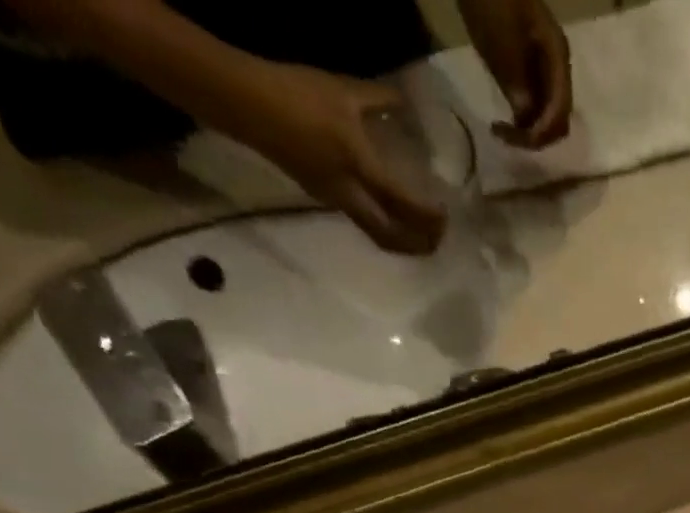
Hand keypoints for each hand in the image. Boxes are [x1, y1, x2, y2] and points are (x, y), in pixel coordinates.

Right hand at [235, 63, 446, 252]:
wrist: (243, 101)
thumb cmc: (295, 92)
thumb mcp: (341, 90)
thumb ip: (377, 99)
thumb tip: (404, 100)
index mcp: (358, 166)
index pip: (402, 202)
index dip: (426, 216)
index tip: (446, 217)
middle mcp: (349, 193)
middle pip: (390, 236)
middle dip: (418, 244)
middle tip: (438, 241)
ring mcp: (334, 199)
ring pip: (375, 234)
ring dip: (401, 242)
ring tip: (421, 240)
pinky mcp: (321, 196)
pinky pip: (361, 222)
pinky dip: (383, 228)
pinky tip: (391, 219)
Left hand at [458, 0, 572, 148]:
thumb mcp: (501, 41)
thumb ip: (517, 80)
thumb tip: (526, 118)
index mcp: (557, 58)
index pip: (559, 111)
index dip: (540, 132)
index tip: (515, 138)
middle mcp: (557, 69)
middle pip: (558, 119)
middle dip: (536, 136)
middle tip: (506, 137)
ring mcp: (546, 70)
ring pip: (547, 117)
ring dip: (529, 130)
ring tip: (503, 130)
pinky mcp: (533, 71)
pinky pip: (536, 106)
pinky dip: (524, 119)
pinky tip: (506, 118)